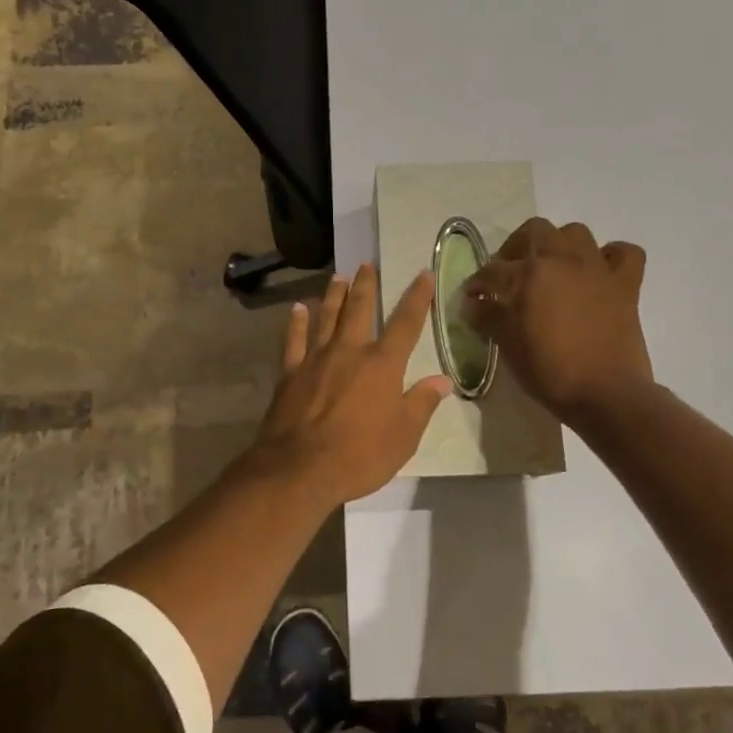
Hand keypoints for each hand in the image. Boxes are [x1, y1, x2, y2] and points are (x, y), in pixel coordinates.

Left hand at [243, 264, 452, 508]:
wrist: (300, 468)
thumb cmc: (360, 456)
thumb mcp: (404, 436)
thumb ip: (422, 404)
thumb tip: (443, 380)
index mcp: (382, 365)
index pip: (406, 323)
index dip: (417, 297)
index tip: (424, 274)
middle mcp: (350, 351)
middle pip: (359, 309)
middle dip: (365, 285)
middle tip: (366, 264)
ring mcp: (316, 359)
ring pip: (326, 317)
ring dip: (333, 295)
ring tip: (337, 276)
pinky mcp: (290, 372)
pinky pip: (293, 340)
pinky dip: (296, 322)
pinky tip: (298, 309)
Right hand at [464, 219, 653, 424]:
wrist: (606, 394)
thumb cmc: (550, 371)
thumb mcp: (508, 345)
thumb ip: (488, 318)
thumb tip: (472, 304)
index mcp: (528, 274)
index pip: (492, 271)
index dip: (477, 284)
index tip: (472, 297)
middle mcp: (562, 260)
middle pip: (534, 231)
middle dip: (515, 248)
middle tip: (508, 273)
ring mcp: (597, 269)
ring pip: (575, 233)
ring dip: (559, 245)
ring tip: (551, 269)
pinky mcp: (626, 285)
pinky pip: (624, 253)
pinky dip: (611, 256)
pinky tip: (599, 273)